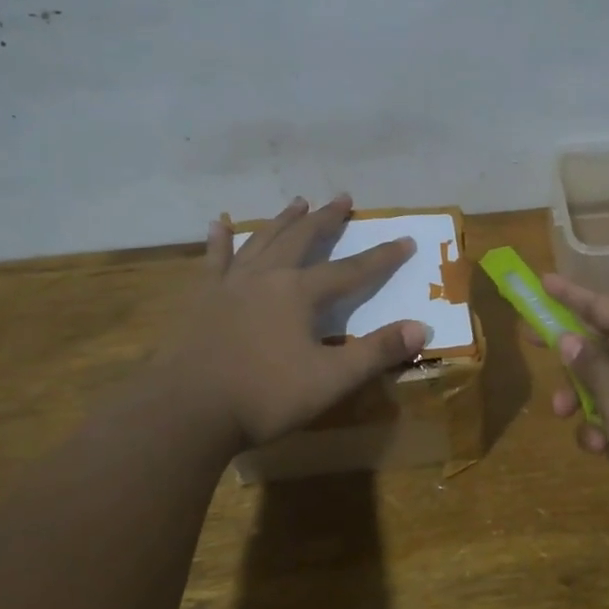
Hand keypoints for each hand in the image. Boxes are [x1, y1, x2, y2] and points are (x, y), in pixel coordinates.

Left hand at [169, 194, 426, 448]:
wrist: (187, 410)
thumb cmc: (264, 396)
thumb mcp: (331, 379)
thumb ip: (376, 352)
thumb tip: (422, 327)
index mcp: (300, 293)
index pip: (352, 270)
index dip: (382, 257)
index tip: (406, 240)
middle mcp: (267, 276)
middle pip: (303, 239)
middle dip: (326, 219)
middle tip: (343, 198)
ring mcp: (230, 284)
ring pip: (262, 240)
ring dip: (283, 220)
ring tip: (298, 202)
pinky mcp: (202, 298)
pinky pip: (213, 260)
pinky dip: (218, 241)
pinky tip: (217, 225)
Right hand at [541, 273, 608, 509]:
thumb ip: (589, 364)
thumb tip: (568, 338)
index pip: (604, 305)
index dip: (570, 294)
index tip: (542, 281)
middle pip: (604, 342)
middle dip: (569, 353)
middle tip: (531, 341)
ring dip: (585, 398)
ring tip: (566, 418)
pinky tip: (603, 450)